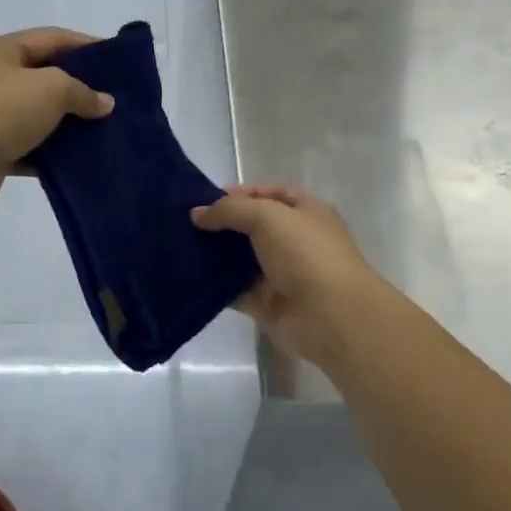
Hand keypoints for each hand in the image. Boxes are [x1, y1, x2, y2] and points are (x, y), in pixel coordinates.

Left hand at [0, 28, 114, 211]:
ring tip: (104, 131)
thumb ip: (82, 92)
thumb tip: (104, 103)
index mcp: (3, 51)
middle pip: (45, 77)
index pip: (52, 38)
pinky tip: (80, 160)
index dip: (86, 45)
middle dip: (80, 88)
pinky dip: (53, 154)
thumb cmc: (2, 109)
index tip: (117, 59)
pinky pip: (31, 149)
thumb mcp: (52, 88)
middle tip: (114, 99)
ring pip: (39, 116)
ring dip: (68, 124)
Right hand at [191, 184, 381, 366]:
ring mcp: (281, 274)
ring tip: (179, 248)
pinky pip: (236, 290)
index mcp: (305, 212)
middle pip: (252, 227)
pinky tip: (188, 277)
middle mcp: (295, 241)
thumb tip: (197, 213)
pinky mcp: (267, 304)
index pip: (269, 194)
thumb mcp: (268, 217)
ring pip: (241, 259)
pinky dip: (215, 286)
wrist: (331, 316)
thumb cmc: (306, 254)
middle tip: (185, 224)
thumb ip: (230, 210)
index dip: (239, 194)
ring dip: (215, 255)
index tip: (204, 200)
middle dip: (222, 225)